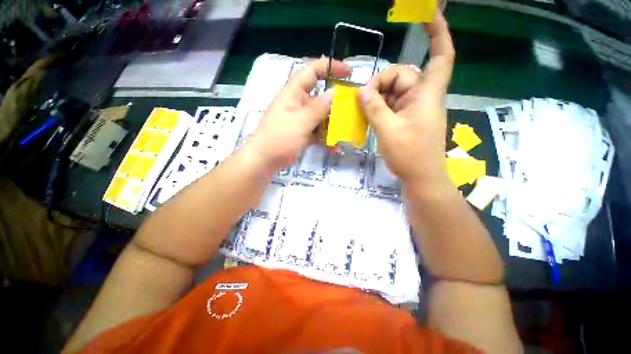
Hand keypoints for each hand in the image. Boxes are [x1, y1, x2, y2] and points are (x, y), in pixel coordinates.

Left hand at [248, 58, 349, 170]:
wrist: (265, 160)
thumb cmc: (279, 138)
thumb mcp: (300, 122)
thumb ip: (318, 108)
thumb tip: (334, 92)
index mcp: (294, 93)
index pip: (312, 71)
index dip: (330, 67)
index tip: (349, 73)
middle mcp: (298, 103)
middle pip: (320, 95)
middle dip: (336, 100)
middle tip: (352, 107)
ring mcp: (300, 119)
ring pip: (320, 114)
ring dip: (333, 121)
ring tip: (347, 129)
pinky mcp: (302, 132)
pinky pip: (317, 129)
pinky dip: (326, 135)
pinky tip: (335, 145)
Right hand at [358, 12, 454, 187]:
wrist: (420, 177)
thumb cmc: (409, 155)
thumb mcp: (387, 130)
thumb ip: (374, 108)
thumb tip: (362, 92)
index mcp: (426, 95)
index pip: (440, 57)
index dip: (438, 34)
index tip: (429, 14)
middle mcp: (422, 98)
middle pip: (402, 77)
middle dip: (381, 84)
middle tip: (362, 99)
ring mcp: (413, 109)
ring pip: (394, 92)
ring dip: (377, 98)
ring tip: (362, 110)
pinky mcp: (407, 119)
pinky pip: (391, 106)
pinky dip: (379, 108)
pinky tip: (368, 115)